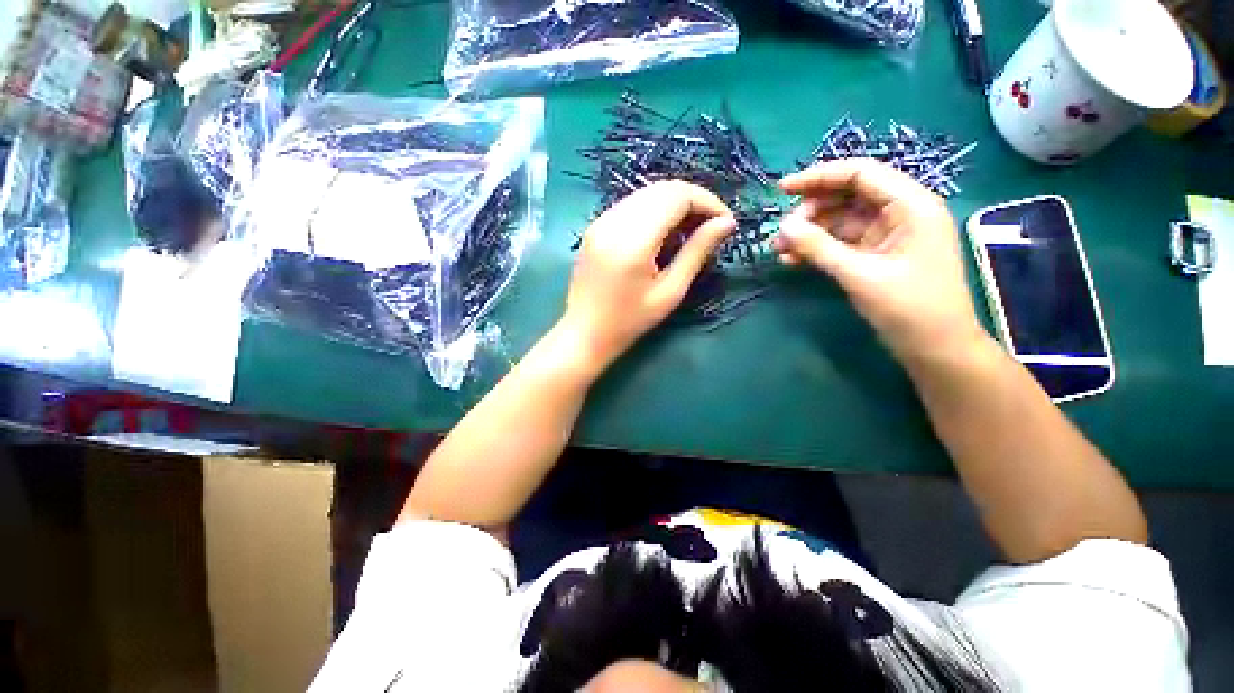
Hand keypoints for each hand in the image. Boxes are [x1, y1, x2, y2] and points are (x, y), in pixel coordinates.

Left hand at [562, 180, 735, 372]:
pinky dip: (655, 209)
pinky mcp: (595, 226)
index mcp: (633, 241)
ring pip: (646, 193)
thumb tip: (726, 223)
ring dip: (674, 203)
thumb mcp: (670, 292)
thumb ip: (697, 253)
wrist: (585, 332)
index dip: (707, 201)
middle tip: (711, 225)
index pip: (676, 197)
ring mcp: (600, 221)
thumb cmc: (630, 321)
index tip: (725, 221)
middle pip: (662, 189)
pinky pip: (632, 204)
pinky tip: (664, 232)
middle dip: (693, 200)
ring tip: (691, 230)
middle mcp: (613, 222)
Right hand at [774, 159, 984, 361]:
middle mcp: (901, 212)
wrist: (935, 349)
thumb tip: (783, 227)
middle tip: (781, 233)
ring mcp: (887, 235)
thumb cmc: (909, 308)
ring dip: (809, 233)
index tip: (782, 189)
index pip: (860, 174)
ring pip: (840, 221)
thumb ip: (819, 247)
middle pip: (847, 196)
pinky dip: (817, 249)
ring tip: (779, 250)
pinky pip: (841, 243)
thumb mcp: (859, 275)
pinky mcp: (876, 255)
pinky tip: (793, 260)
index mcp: (911, 205)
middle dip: (810, 212)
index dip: (819, 177)